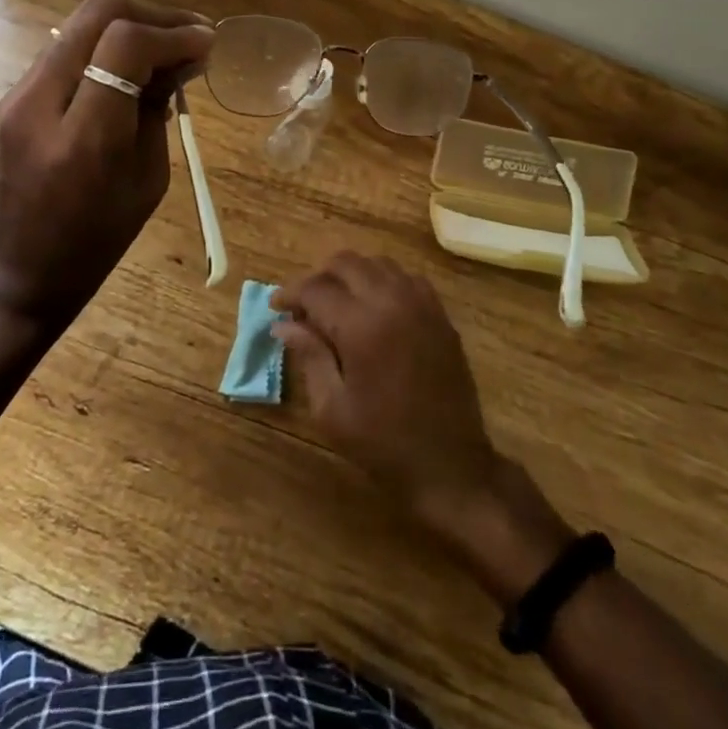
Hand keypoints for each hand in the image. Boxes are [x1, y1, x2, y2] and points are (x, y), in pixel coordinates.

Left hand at [0, 0, 212, 331]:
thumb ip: (158, 111)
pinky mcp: (11, 97)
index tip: (207, 43)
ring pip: (80, 26)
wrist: (13, 273)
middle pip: (98, 14)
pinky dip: (105, 48)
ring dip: (129, 27)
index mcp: (82, 138)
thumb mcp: (146, 181)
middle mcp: (39, 102)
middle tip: (191, 34)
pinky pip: (67, 52)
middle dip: (153, 15)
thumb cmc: (93, 244)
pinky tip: (131, 70)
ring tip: (167, 49)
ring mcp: (17, 95)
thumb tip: (182, 59)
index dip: (173, 34)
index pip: (125, 44)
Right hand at [275, 251, 574, 599]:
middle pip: (346, 262)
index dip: (290, 294)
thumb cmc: (383, 443)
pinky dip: (382, 281)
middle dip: (318, 277)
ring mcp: (420, 304)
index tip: (276, 307)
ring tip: (336, 305)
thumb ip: (309, 356)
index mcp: (361, 326)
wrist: (451, 466)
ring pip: (377, 263)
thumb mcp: (332, 409)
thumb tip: (283, 324)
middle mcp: (391, 301)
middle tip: (304, 306)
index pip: (315, 288)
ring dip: (351, 275)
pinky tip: (373, 308)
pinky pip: (405, 277)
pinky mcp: (440, 314)